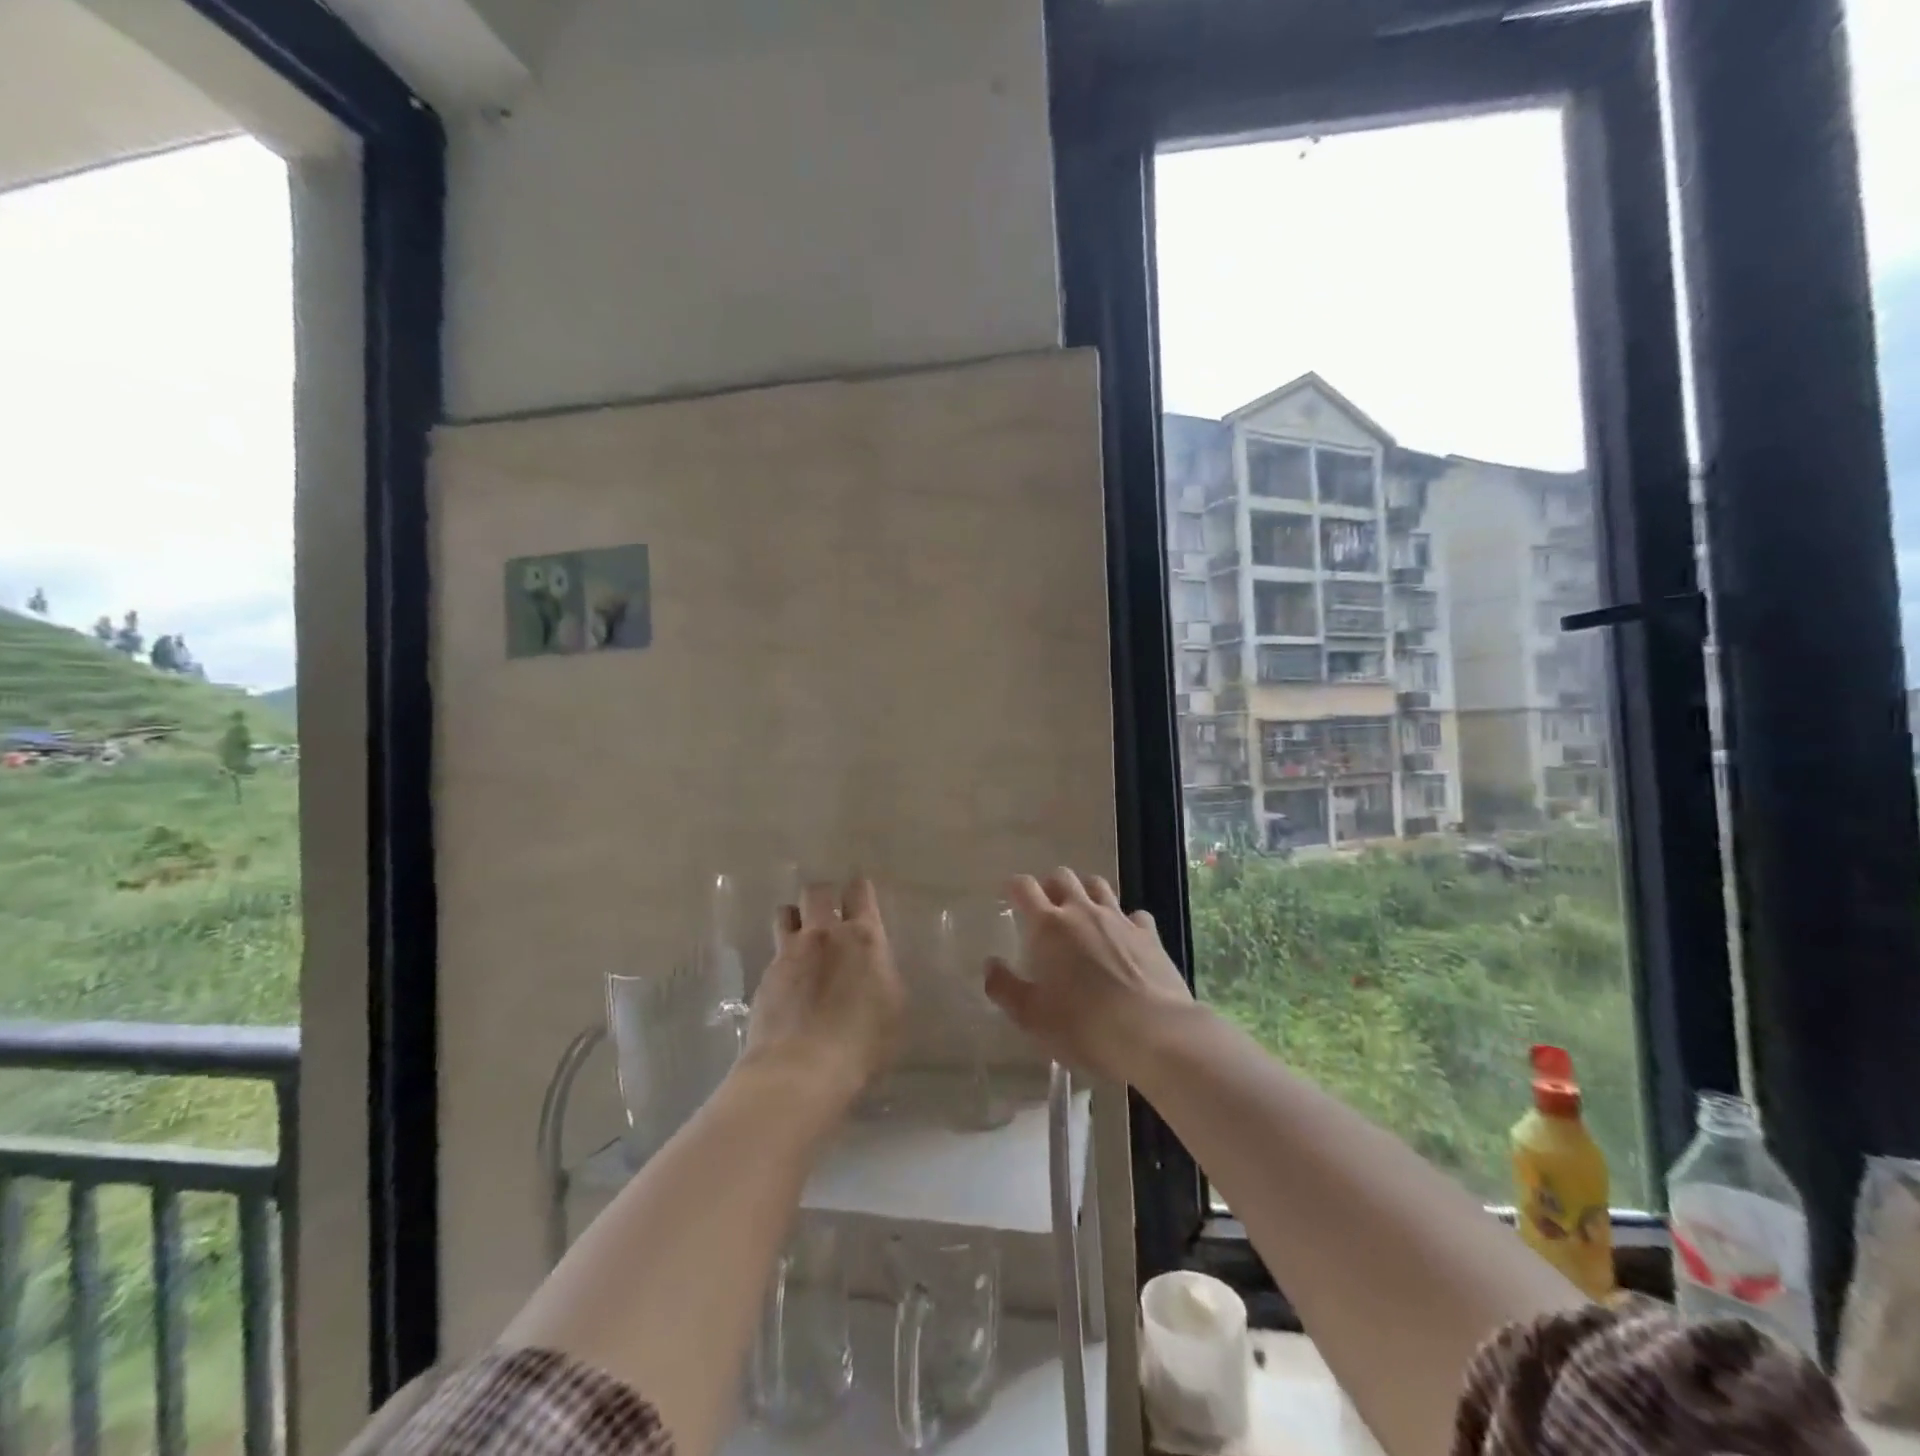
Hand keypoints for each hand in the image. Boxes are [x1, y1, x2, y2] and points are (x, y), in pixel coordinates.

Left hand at [740, 878, 905, 1114]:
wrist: (800, 1070)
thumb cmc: (862, 1043)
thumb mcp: (894, 1008)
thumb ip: (883, 976)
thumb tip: (875, 968)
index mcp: (863, 938)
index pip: (859, 891)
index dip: (859, 890)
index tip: (860, 896)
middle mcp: (824, 935)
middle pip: (817, 891)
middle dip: (822, 896)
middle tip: (828, 913)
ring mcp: (789, 953)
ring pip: (785, 913)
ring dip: (795, 919)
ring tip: (801, 938)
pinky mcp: (765, 977)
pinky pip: (775, 953)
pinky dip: (783, 960)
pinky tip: (789, 983)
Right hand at [984, 869, 1195, 1083]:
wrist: (1154, 1034)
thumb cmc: (1084, 1026)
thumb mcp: (1032, 1017)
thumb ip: (1005, 988)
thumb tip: (990, 965)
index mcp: (1049, 926)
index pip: (1024, 888)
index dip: (1013, 888)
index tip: (1009, 897)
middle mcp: (1082, 911)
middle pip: (1062, 877)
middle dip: (1049, 886)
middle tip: (1045, 909)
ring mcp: (1119, 919)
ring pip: (1098, 886)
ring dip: (1085, 892)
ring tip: (1081, 914)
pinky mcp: (1149, 934)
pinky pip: (1134, 915)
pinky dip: (1125, 920)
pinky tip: (1124, 938)